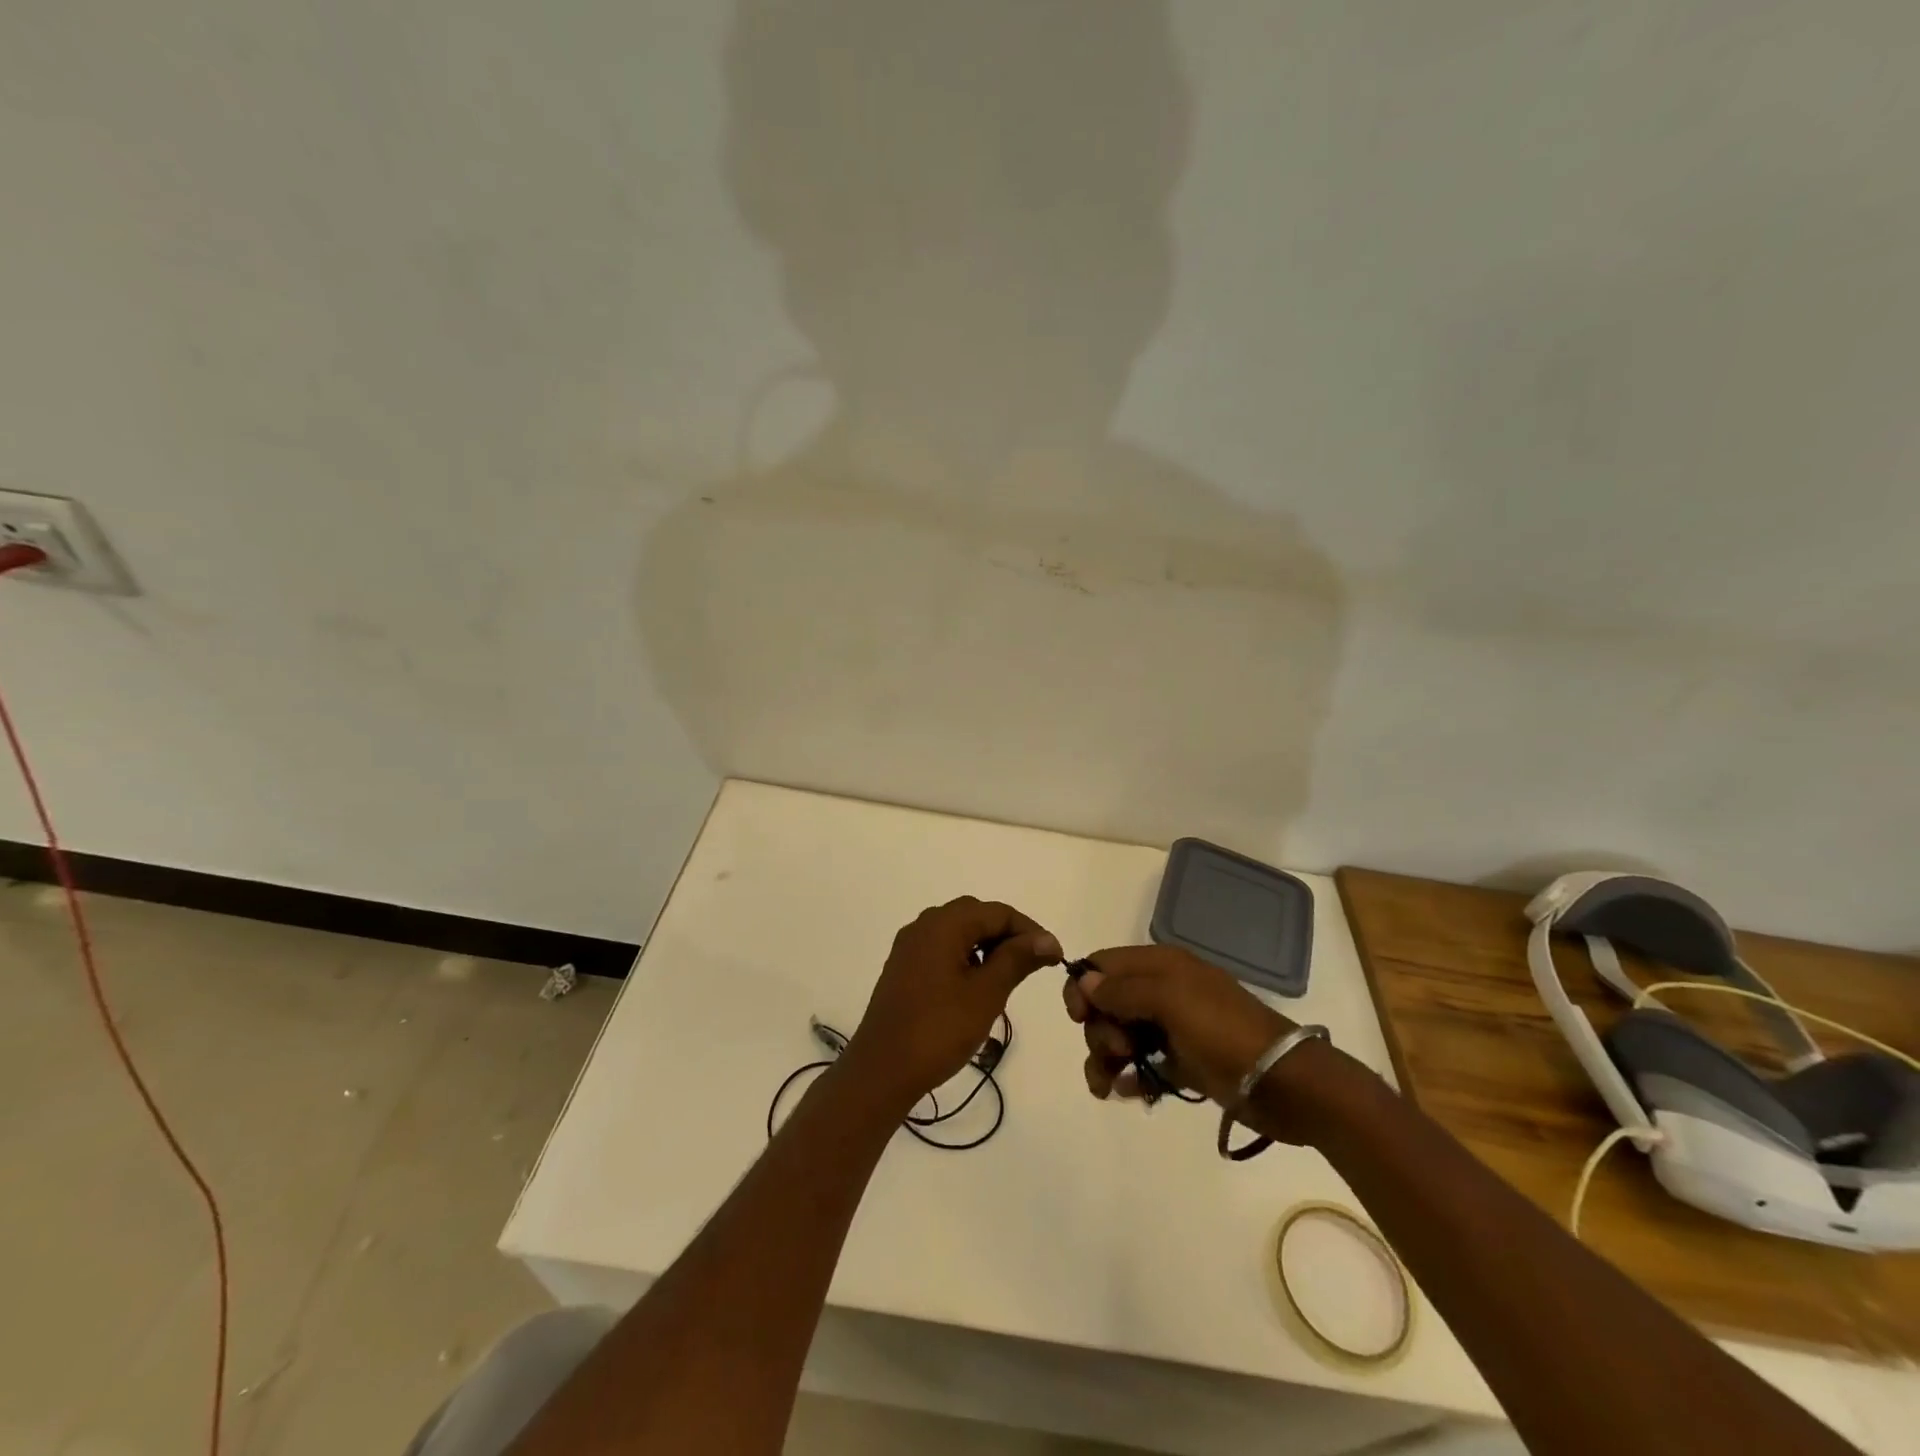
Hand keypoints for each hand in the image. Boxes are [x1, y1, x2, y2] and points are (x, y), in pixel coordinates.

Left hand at [843, 897, 1060, 1110]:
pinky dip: (965, 958)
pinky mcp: (903, 968)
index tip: (1054, 957)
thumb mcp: (986, 994)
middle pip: (976, 915)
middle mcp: (924, 925)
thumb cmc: (939, 1029)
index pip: (998, 912)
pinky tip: (977, 986)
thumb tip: (1048, 939)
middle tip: (1033, 965)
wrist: (882, 1070)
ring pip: (958, 932)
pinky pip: (942, 948)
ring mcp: (909, 947)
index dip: (1030, 930)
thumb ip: (1017, 959)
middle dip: (1008, 935)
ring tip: (1008, 977)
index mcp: (943, 924)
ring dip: (987, 946)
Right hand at [1064, 946, 1319, 1141]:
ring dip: (1105, 1059)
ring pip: (1120, 1036)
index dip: (1083, 987)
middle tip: (1119, 1050)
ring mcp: (1172, 1028)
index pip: (1103, 965)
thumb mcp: (1171, 1001)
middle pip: (1106, 1004)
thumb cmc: (1224, 1033)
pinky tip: (1129, 1093)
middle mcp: (1162, 991)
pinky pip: (1141, 1066)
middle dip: (1099, 1029)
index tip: (1080, 1017)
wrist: (1284, 1083)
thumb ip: (1124, 990)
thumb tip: (1085, 982)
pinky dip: (1129, 1077)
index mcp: (1160, 966)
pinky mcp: (1183, 1063)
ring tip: (1108, 1086)